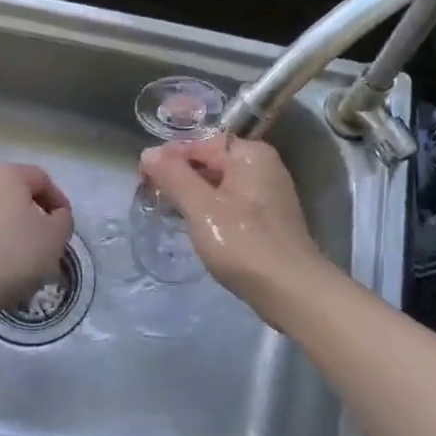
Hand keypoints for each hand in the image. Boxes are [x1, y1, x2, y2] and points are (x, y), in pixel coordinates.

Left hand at [0, 164, 74, 319]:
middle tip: (49, 245)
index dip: (59, 200)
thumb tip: (54, 216)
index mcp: (5, 175)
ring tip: (27, 264)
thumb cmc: (14, 253)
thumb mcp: (55, 236)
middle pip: (17, 198)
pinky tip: (3, 272)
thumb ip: (63, 220)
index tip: (65, 227)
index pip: (41, 179)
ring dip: (16, 235)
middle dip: (36, 219)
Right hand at [138, 137, 327, 323]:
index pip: (201, 143)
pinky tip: (194, 228)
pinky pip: (231, 204)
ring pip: (220, 185)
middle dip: (180, 176)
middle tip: (150, 195)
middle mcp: (263, 166)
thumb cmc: (243, 243)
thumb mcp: (201, 207)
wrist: (292, 292)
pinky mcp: (268, 220)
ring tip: (166, 211)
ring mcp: (268, 194)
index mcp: (251, 154)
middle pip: (211, 162)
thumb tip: (149, 152)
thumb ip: (173, 176)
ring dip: (193, 195)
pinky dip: (211, 211)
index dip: (170, 157)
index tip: (144, 176)